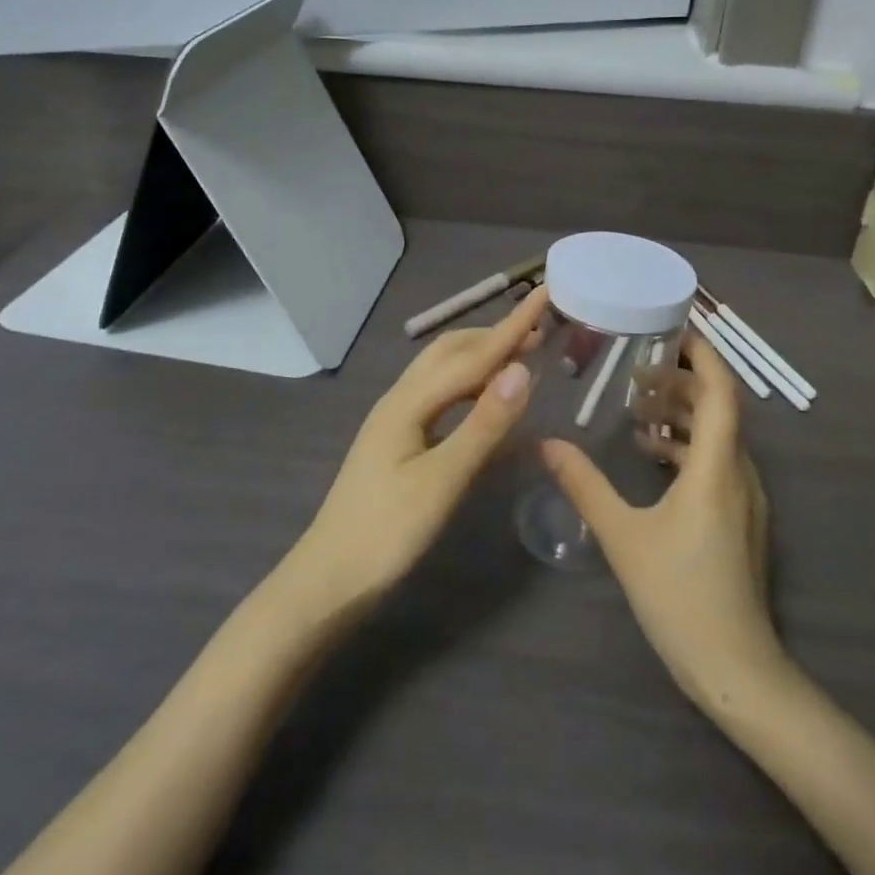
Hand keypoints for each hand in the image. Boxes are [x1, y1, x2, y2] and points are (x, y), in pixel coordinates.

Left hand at [292, 286, 549, 608]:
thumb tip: (522, 369)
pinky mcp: (398, 443)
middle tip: (540, 332)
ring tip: (520, 361)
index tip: (545, 293)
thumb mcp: (442, 480)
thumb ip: (483, 425)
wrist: (329, 580)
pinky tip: (488, 407)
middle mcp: (400, 400)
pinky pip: (441, 399)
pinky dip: (471, 390)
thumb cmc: (387, 532)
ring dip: (482, 360)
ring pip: (443, 374)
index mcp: (409, 402)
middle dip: (495, 336)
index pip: (473, 355)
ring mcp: (396, 421)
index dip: (513, 326)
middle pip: (451, 352)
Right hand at [540, 333, 784, 713]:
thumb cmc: (680, 596)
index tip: (674, 327)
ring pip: (717, 437)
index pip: (720, 392)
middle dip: (680, 383)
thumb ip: (585, 485)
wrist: (735, 670)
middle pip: (718, 409)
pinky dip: (687, 447)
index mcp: (717, 467)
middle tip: (635, 373)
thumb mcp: (623, 536)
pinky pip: (717, 462)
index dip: (702, 355)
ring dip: (682, 416)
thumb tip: (545, 443)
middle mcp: (740, 473)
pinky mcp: (740, 519)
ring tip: (637, 410)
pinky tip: (652, 456)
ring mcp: (745, 498)